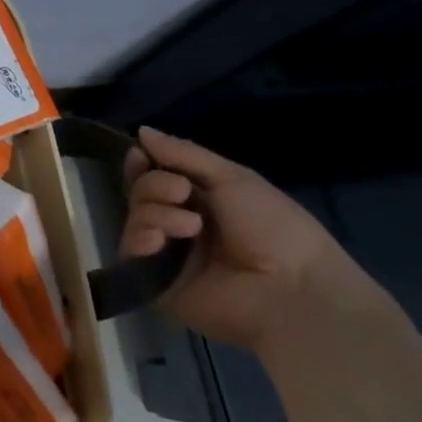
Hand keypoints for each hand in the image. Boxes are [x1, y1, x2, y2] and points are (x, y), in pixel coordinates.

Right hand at [120, 126, 373, 352]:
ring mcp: (167, 255)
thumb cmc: (273, 228)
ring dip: (155, 212)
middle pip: (141, 192)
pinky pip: (130, 251)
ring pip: (136, 217)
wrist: (291, 290)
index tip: (140, 154)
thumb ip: (184, 154)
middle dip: (154, 185)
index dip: (144, 163)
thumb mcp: (233, 178)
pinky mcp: (155, 283)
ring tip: (191, 226)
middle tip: (182, 193)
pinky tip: (161, 240)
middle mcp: (180, 225)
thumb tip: (141, 131)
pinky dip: (141, 238)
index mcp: (201, 202)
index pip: (156, 176)